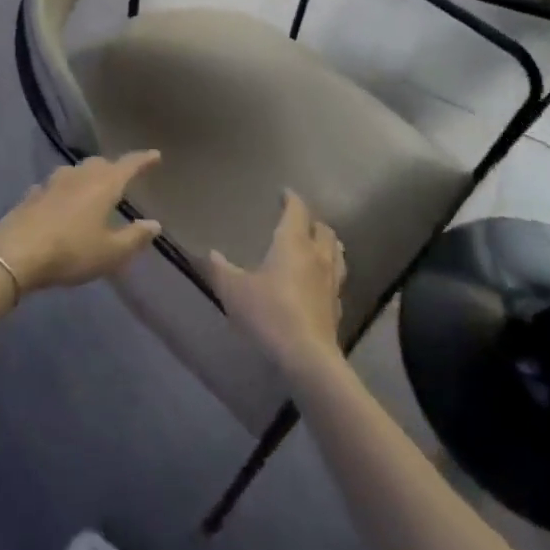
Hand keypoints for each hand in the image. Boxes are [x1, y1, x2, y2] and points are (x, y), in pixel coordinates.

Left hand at [0, 152, 162, 293]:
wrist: (15, 252)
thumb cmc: (71, 251)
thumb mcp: (110, 252)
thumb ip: (134, 237)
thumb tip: (154, 224)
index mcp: (104, 184)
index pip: (128, 165)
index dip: (143, 160)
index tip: (155, 155)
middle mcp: (79, 175)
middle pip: (100, 164)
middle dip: (113, 168)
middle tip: (122, 177)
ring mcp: (52, 182)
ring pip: (75, 172)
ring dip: (86, 177)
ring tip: (91, 189)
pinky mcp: (31, 195)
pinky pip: (54, 187)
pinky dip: (63, 191)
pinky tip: (60, 202)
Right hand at [209, 190, 346, 376]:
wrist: (306, 356)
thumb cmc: (268, 313)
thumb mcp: (234, 290)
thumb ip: (221, 269)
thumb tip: (211, 253)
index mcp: (293, 243)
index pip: (297, 211)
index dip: (291, 200)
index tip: (284, 193)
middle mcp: (317, 256)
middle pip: (323, 229)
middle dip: (312, 221)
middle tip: (299, 221)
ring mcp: (331, 282)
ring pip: (336, 252)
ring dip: (327, 243)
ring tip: (317, 244)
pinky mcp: (337, 306)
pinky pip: (337, 279)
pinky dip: (329, 272)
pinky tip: (320, 282)